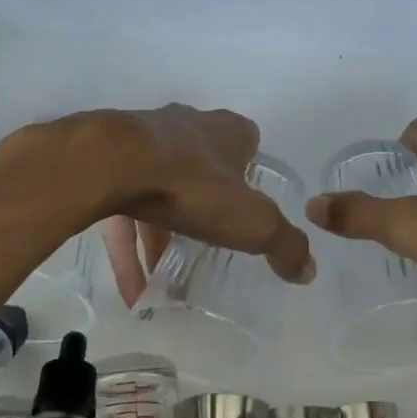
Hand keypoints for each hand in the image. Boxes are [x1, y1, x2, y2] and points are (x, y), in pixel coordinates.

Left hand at [36, 105, 314, 305]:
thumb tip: (309, 271)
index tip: (247, 206)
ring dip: (161, 238)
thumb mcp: (253, 222)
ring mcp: (143, 140)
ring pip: (158, 190)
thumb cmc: (193, 185)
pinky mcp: (107, 161)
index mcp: (226, 131)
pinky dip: (129, 248)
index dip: (249, 173)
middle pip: (201, 166)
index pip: (246, 142)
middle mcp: (187, 126)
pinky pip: (122, 209)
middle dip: (204, 205)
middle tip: (206, 247)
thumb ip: (284, 245)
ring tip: (161, 286)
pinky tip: (131, 290)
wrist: (111, 162)